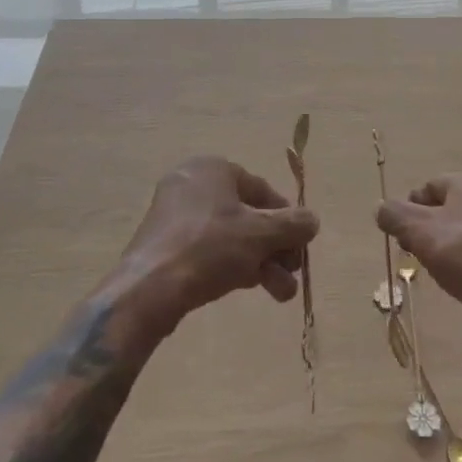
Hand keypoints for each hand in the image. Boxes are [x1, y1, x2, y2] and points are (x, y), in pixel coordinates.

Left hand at [117, 157, 319, 336]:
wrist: (149, 290)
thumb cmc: (210, 248)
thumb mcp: (261, 234)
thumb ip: (293, 225)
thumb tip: (312, 220)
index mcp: (212, 168)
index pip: (261, 189)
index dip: (286, 218)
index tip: (300, 245)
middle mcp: (191, 184)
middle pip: (247, 215)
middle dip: (274, 247)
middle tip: (292, 272)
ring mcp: (174, 216)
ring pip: (230, 236)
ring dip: (260, 262)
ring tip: (279, 293)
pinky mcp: (164, 245)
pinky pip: (207, 249)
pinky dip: (231, 265)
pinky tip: (249, 288)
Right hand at [376, 174, 461, 340]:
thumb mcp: (420, 233)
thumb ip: (394, 215)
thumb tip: (381, 208)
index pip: (429, 187)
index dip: (411, 211)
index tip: (405, 239)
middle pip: (448, 205)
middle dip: (428, 228)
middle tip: (419, 255)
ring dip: (448, 243)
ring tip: (441, 269)